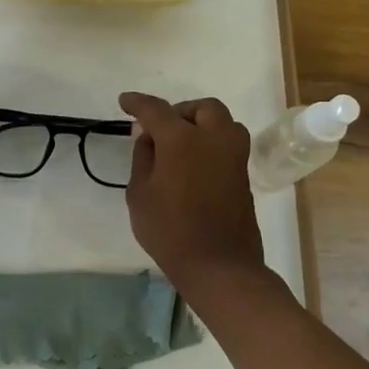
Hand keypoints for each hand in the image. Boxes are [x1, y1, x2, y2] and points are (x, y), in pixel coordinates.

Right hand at [118, 92, 265, 292]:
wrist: (219, 266)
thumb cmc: (170, 230)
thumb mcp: (140, 193)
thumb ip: (143, 157)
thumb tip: (148, 136)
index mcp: (182, 139)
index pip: (156, 109)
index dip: (137, 103)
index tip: (125, 102)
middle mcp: (213, 139)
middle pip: (201, 108)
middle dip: (180, 110)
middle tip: (160, 128)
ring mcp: (234, 156)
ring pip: (222, 122)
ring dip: (202, 123)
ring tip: (182, 143)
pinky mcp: (244, 175)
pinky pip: (228, 144)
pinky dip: (211, 142)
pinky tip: (194, 162)